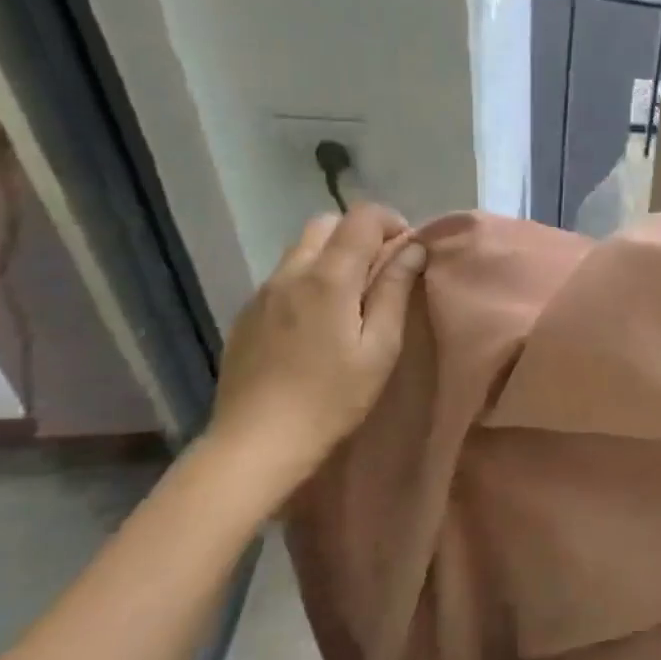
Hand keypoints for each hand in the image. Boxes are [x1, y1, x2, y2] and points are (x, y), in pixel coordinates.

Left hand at [204, 203, 425, 493]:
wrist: (256, 443)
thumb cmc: (332, 398)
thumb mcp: (380, 348)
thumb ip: (395, 290)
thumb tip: (413, 248)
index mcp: (328, 277)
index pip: (361, 217)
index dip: (391, 222)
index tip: (409, 252)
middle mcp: (290, 272)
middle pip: (326, 223)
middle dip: (360, 234)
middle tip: (383, 272)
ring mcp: (263, 292)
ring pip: (301, 248)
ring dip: (333, 256)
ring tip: (353, 299)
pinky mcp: (247, 314)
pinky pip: (284, 277)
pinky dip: (310, 279)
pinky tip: (318, 323)